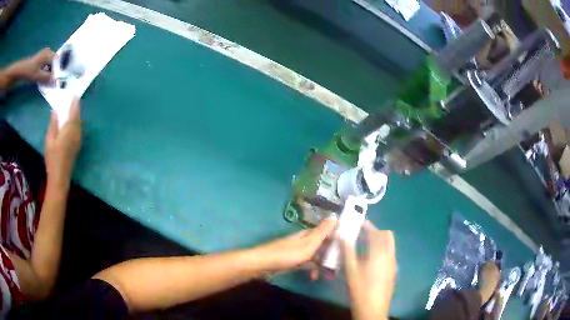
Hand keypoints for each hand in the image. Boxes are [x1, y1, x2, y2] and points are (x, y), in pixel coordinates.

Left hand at [8, 48, 54, 83]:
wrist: (22, 70)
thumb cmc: (30, 72)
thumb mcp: (38, 76)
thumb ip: (47, 78)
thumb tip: (55, 81)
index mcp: (49, 54)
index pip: (57, 62)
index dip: (57, 71)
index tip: (57, 80)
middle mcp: (48, 52)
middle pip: (54, 62)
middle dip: (54, 71)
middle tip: (52, 82)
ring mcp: (44, 54)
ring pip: (50, 63)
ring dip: (50, 71)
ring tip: (48, 80)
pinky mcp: (41, 58)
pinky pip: (46, 64)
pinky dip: (46, 70)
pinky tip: (44, 77)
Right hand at [45, 99, 81, 189]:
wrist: (60, 178)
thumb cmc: (52, 158)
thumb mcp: (49, 140)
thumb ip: (53, 124)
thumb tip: (56, 111)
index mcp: (69, 130)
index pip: (74, 112)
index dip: (75, 103)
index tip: (75, 94)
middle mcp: (76, 133)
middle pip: (78, 117)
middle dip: (76, 108)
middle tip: (74, 99)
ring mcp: (78, 140)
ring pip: (79, 124)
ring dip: (76, 115)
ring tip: (72, 108)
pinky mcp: (77, 146)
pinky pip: (78, 130)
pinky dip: (76, 123)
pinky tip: (72, 122)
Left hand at [255, 216, 336, 272]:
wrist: (263, 264)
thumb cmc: (287, 254)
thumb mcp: (308, 244)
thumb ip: (322, 232)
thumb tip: (335, 215)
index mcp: (307, 234)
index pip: (326, 232)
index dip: (337, 236)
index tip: (349, 244)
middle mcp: (303, 241)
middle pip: (321, 245)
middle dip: (331, 254)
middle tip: (341, 263)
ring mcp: (297, 251)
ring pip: (315, 256)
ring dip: (322, 264)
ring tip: (330, 274)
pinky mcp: (292, 261)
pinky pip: (306, 264)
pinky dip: (311, 269)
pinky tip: (313, 277)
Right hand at [343, 221, 395, 319]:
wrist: (372, 309)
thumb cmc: (360, 289)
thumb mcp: (350, 270)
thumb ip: (347, 250)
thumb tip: (341, 234)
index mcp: (380, 253)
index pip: (377, 232)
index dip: (368, 226)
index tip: (359, 222)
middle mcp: (390, 255)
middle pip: (387, 236)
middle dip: (376, 232)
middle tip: (362, 234)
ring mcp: (393, 264)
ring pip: (389, 245)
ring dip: (379, 241)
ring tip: (364, 246)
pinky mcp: (393, 272)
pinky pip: (389, 254)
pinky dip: (382, 250)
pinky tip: (370, 260)